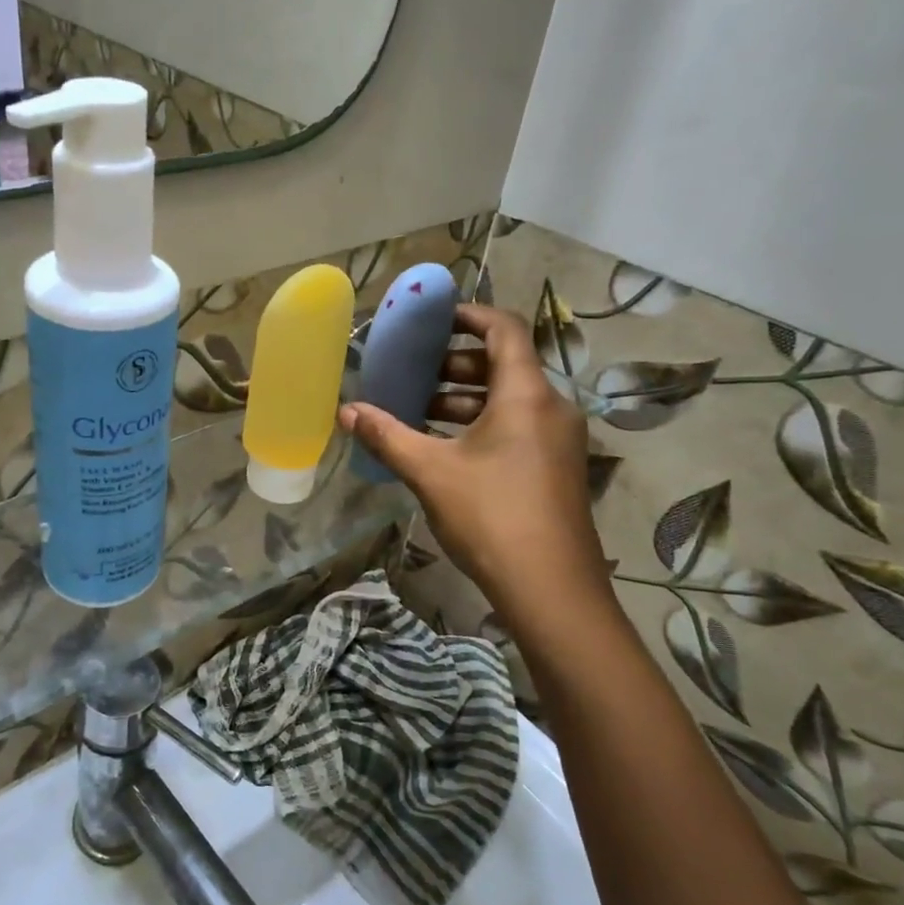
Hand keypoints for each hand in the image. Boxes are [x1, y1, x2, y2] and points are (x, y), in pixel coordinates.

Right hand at [340, 303, 616, 638]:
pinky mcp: (556, 468)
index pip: (503, 329)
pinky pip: (517, 427)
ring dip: (464, 399)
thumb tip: (345, 411)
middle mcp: (551, 407)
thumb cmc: (491, 516)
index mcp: (526, 394)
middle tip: (413, 373)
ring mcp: (558, 440)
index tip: (432, 319)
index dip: (468, 315)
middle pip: (504, 365)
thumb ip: (387, 436)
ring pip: (509, 400)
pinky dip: (481, 425)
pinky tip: (444, 449)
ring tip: (418, 411)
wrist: (551, 589)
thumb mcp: (430, 472)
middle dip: (455, 364)